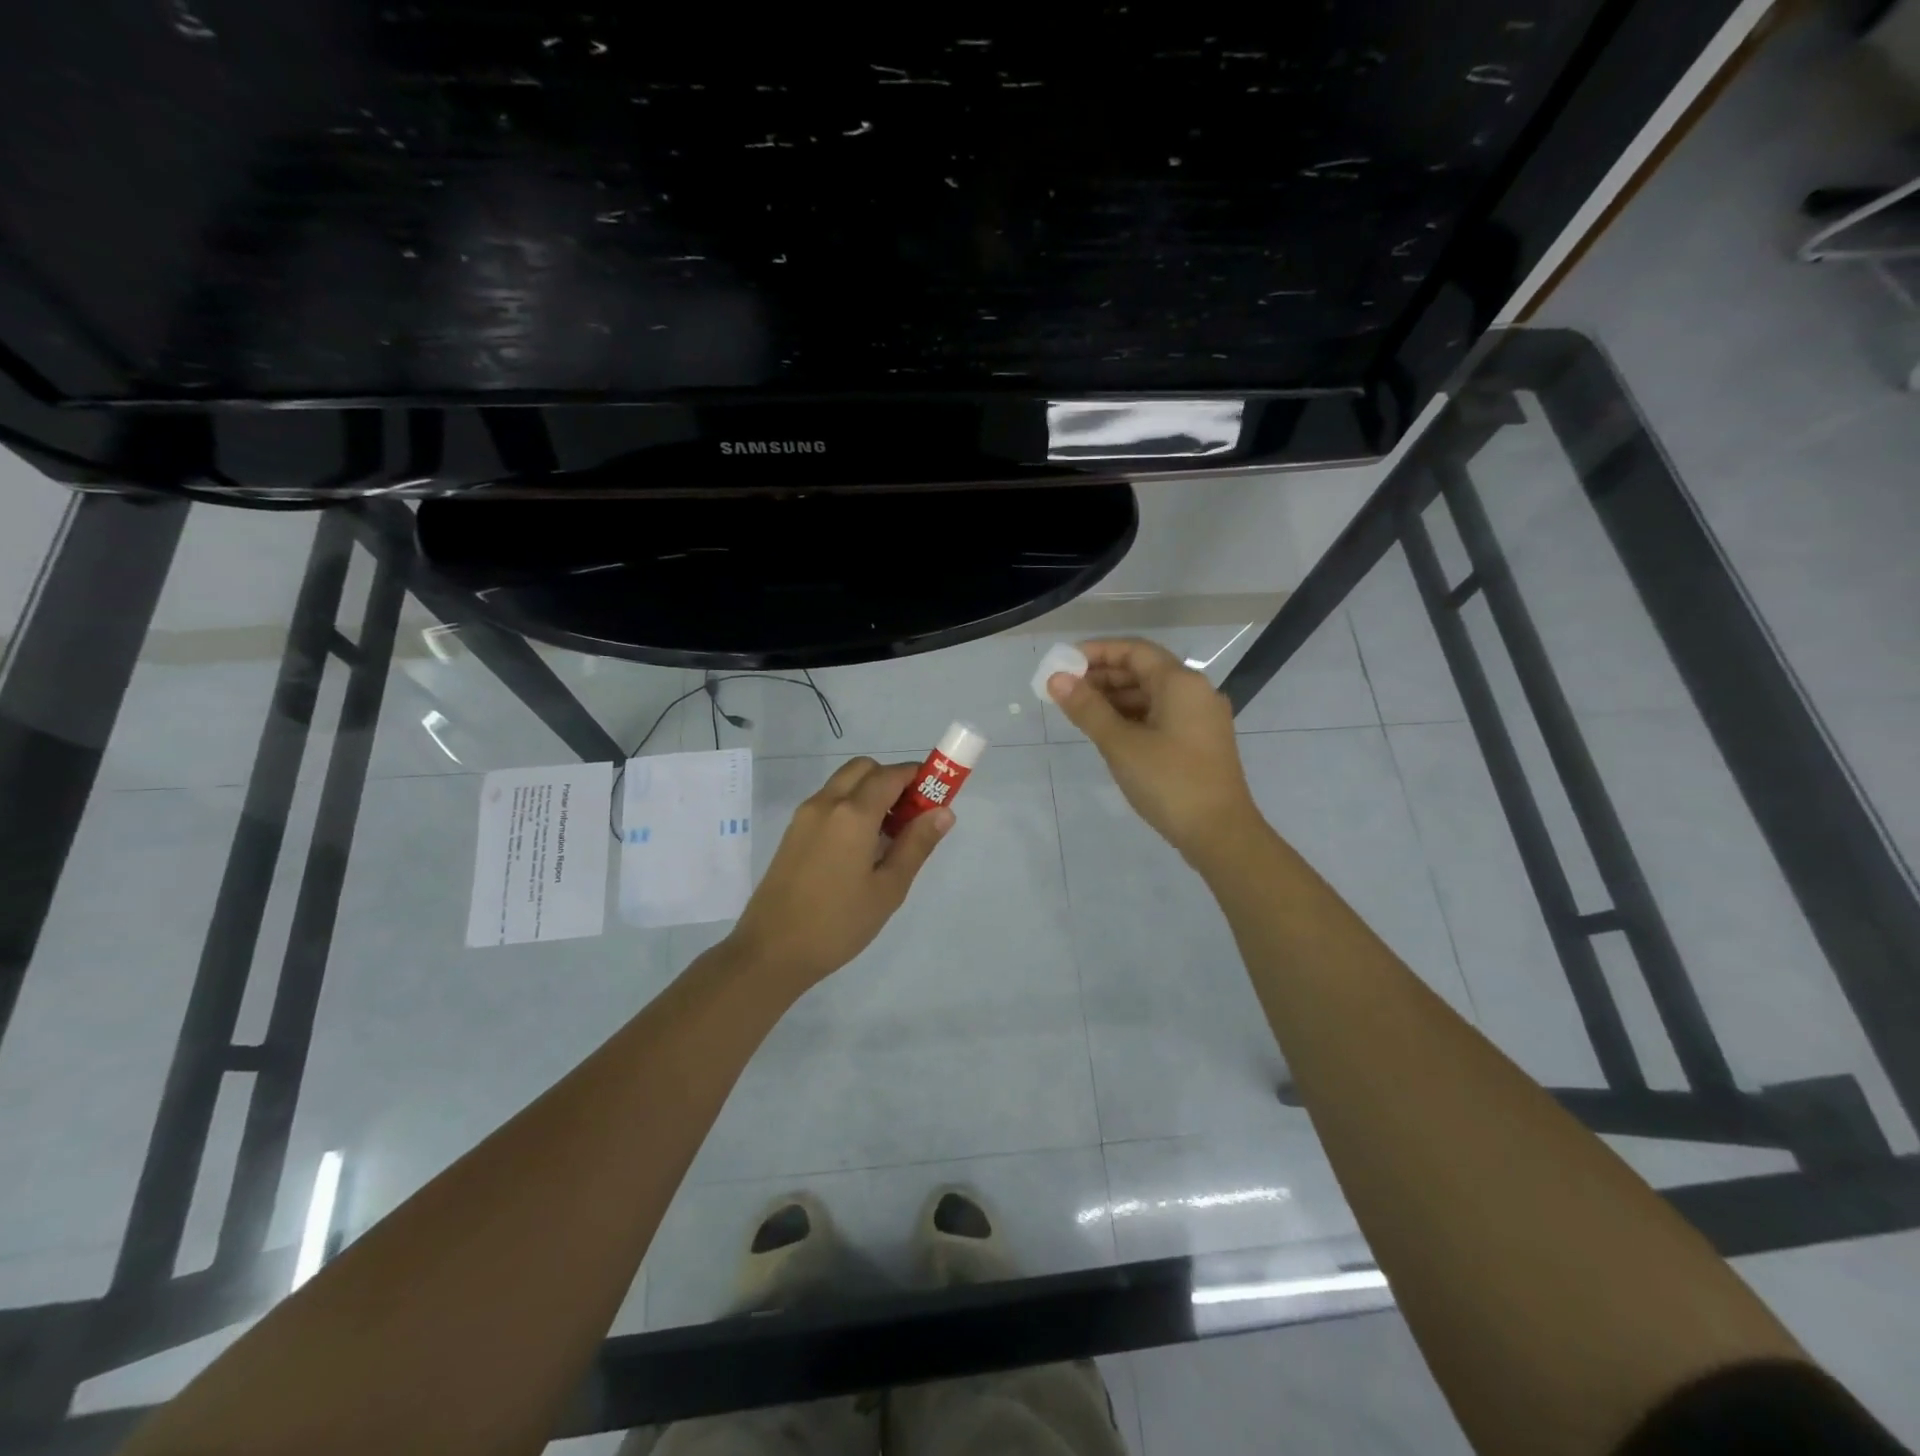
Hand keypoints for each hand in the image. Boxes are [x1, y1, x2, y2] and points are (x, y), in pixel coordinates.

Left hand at [725, 757, 951, 990]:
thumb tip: (943, 811)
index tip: (938, 796)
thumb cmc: (838, 923)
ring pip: (844, 782)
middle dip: (892, 780)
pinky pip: (829, 801)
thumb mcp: (888, 888)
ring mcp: (805, 815)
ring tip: (888, 836)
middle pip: (865, 769)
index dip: (919, 777)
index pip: (892, 775)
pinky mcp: (793, 831)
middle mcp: (826, 803)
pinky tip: (861, 847)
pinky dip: (851, 806)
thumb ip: (916, 844)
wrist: (771, 951)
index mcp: (853, 814)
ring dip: (870, 792)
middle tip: (911, 816)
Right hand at [1048, 637, 1261, 863]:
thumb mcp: (1120, 744)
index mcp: (1181, 683)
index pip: (1134, 650)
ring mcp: (1200, 718)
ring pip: (1152, 695)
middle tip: (1065, 690)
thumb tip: (1056, 679)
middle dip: (1103, 676)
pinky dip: (1132, 716)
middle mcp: (1195, 692)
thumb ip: (1087, 708)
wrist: (1220, 834)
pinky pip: (1161, 715)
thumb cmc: (1169, 782)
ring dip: (1116, 698)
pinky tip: (1108, 731)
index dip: (1097, 652)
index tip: (1064, 663)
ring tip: (1079, 711)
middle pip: (1144, 670)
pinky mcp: (1199, 742)